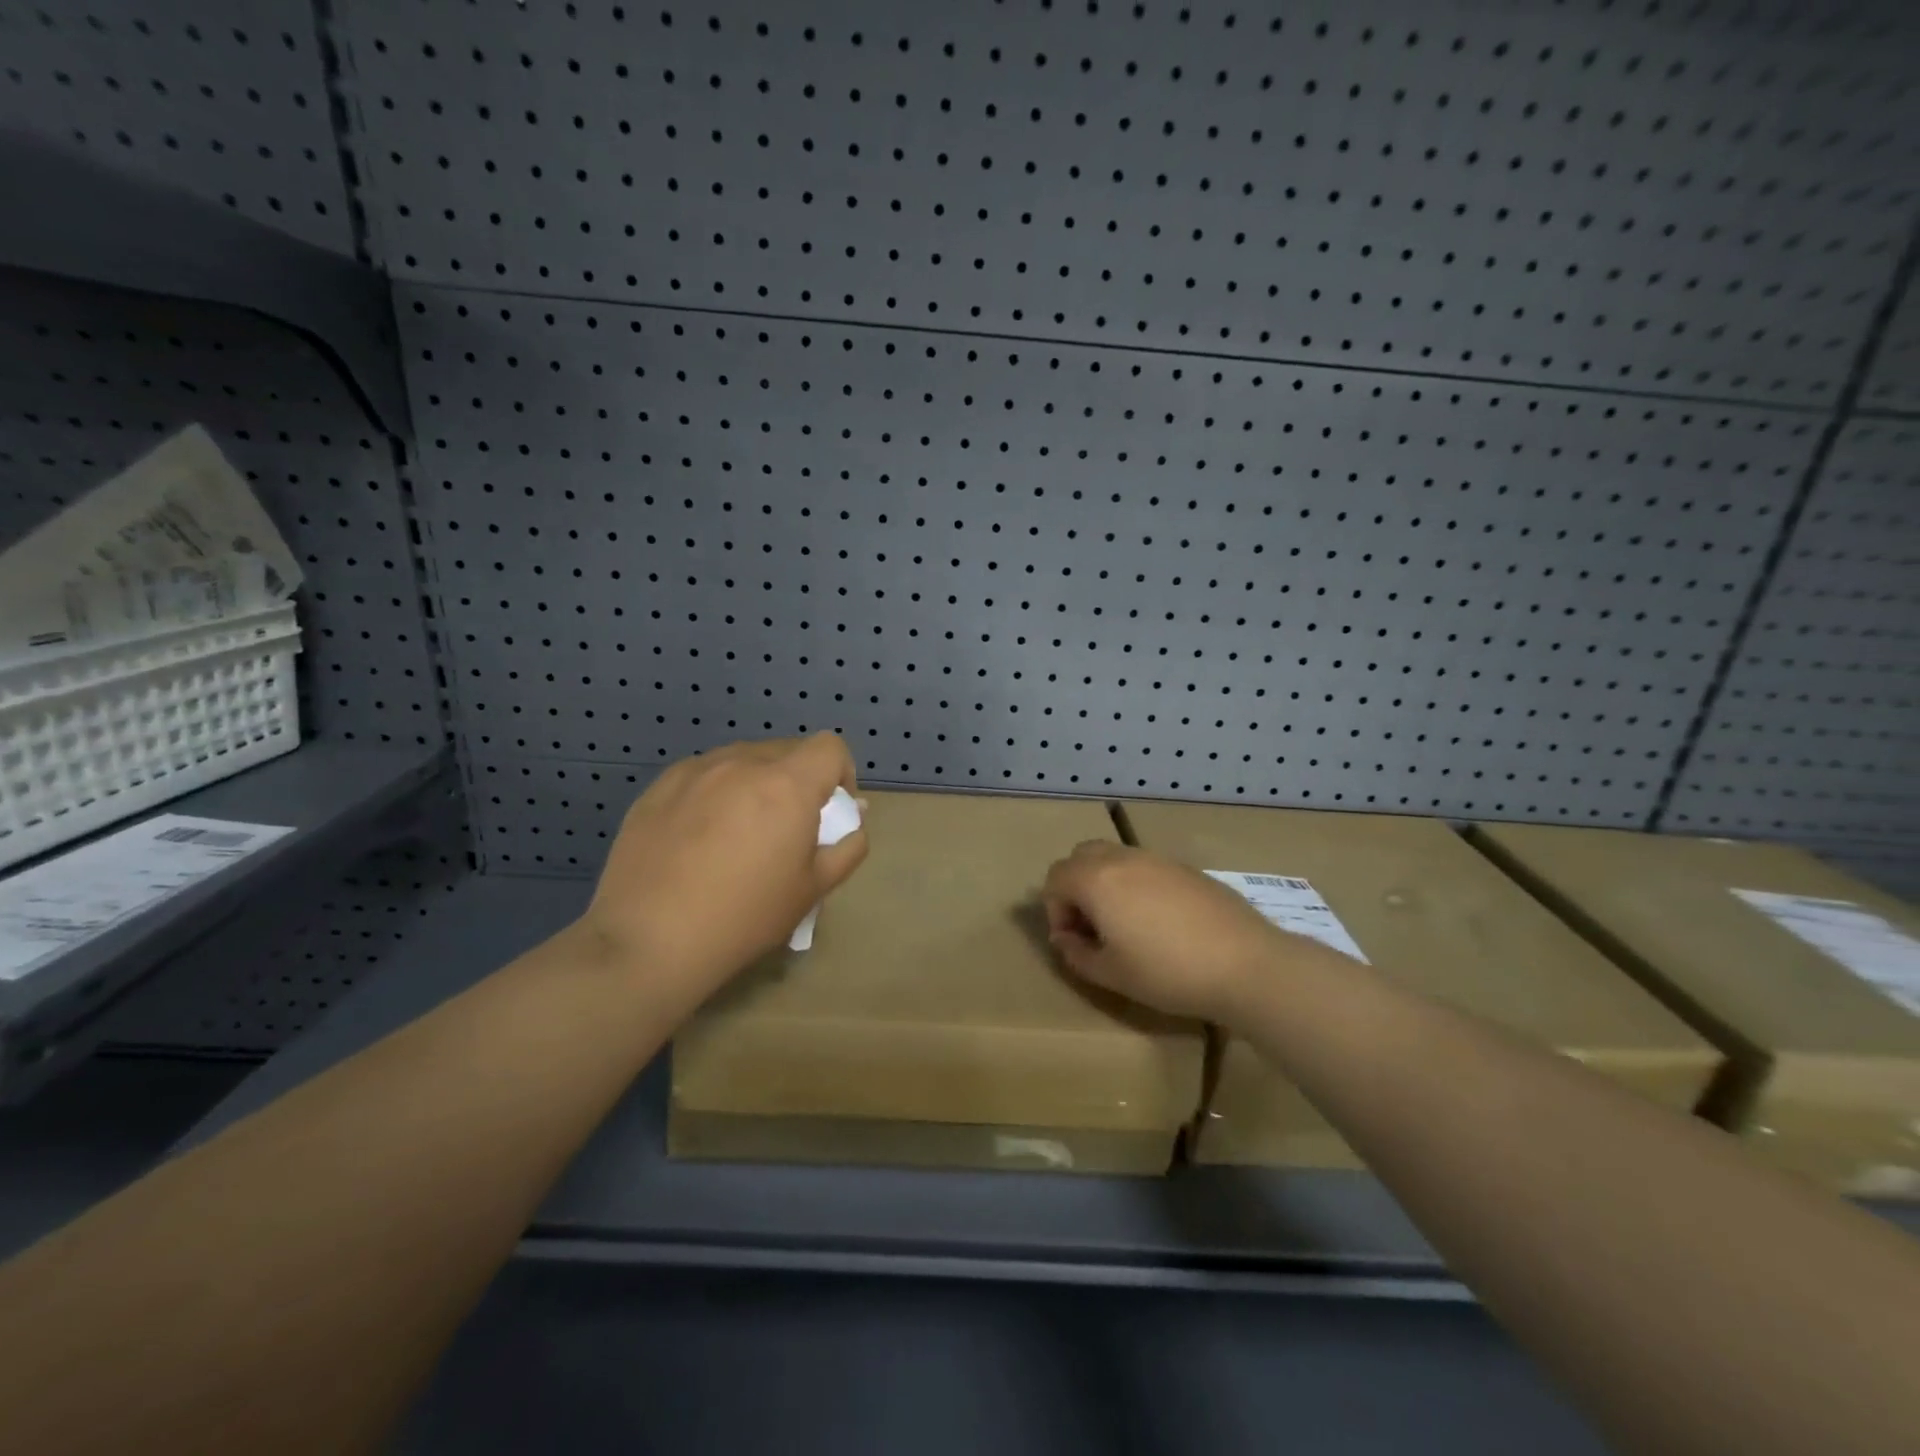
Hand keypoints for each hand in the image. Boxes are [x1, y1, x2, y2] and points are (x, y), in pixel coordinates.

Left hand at [579, 734, 866, 996]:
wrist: (649, 940)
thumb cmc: (744, 917)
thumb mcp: (813, 889)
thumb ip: (847, 846)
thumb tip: (854, 818)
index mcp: (787, 785)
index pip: (829, 747)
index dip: (839, 774)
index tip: (828, 812)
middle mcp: (742, 763)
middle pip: (786, 751)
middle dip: (798, 781)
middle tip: (784, 830)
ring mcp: (695, 771)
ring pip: (743, 760)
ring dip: (755, 783)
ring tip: (738, 832)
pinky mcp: (658, 786)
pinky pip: (703, 774)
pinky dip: (715, 792)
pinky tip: (698, 837)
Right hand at [1043, 841, 1313, 1023]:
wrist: (1245, 964)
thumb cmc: (1167, 972)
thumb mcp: (1111, 974)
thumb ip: (1076, 953)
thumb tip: (1066, 938)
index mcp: (1096, 879)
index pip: (1055, 877)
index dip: (1055, 909)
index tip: (1075, 941)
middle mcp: (1122, 859)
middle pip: (1081, 856)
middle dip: (1077, 886)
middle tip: (1093, 925)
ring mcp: (1158, 859)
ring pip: (1115, 857)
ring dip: (1107, 883)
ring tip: (1126, 924)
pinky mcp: (1187, 868)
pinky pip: (1147, 866)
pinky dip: (1138, 884)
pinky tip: (1161, 922)